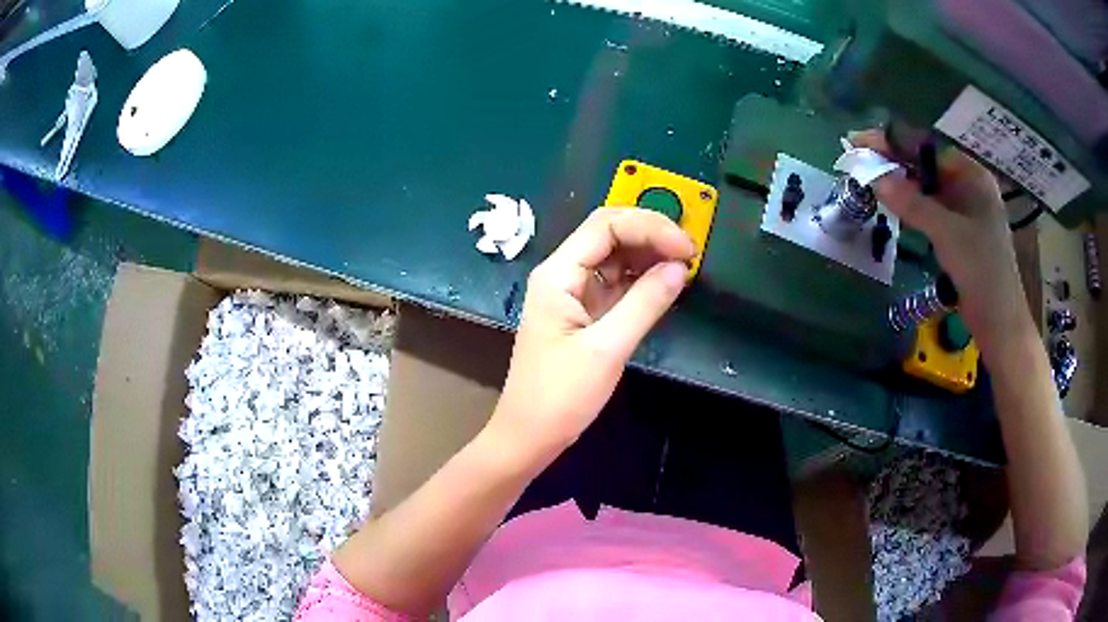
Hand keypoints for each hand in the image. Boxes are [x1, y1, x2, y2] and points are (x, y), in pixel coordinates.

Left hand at [486, 208, 695, 466]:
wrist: (529, 436)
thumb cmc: (560, 396)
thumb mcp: (607, 349)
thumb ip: (645, 303)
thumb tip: (680, 267)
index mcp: (558, 274)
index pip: (605, 225)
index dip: (650, 227)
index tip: (687, 248)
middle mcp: (564, 274)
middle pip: (610, 234)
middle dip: (652, 236)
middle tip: (691, 254)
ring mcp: (573, 294)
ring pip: (615, 257)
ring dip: (649, 256)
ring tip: (684, 266)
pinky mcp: (584, 314)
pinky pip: (617, 284)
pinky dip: (642, 280)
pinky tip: (666, 285)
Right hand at [850, 130, 1034, 358]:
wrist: (999, 324)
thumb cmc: (982, 272)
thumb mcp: (947, 233)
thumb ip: (911, 203)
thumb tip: (872, 177)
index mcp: (972, 176)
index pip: (928, 149)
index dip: (894, 143)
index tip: (860, 141)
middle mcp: (969, 187)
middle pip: (926, 167)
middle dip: (894, 163)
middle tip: (859, 161)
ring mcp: (965, 211)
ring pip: (926, 189)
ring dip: (900, 185)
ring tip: (869, 179)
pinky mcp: (959, 234)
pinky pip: (931, 211)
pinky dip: (911, 207)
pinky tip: (893, 205)